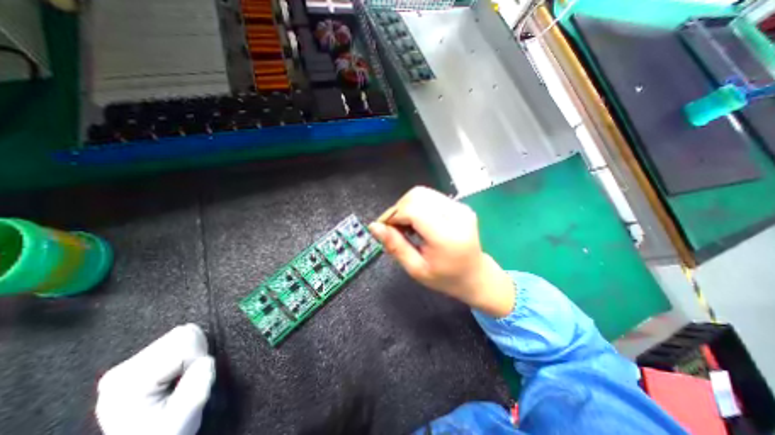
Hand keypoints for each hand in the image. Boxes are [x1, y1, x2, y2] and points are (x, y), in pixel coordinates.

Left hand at [98, 323, 216, 434]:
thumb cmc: (167, 432)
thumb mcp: (185, 417)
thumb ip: (197, 387)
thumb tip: (205, 360)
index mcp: (128, 382)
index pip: (185, 343)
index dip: (197, 361)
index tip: (188, 385)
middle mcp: (122, 369)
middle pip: (183, 334)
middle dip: (195, 353)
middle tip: (186, 379)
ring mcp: (129, 364)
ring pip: (184, 333)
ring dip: (193, 352)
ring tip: (182, 377)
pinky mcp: (140, 360)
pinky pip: (179, 338)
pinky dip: (188, 351)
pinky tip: (177, 373)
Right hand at [369, 186, 512, 315]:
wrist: (475, 275)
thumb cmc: (445, 278)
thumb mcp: (416, 269)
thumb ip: (395, 246)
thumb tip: (374, 226)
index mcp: (447, 236)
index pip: (413, 210)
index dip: (393, 215)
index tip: (383, 228)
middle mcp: (456, 215)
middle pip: (417, 196)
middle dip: (398, 209)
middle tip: (394, 228)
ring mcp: (460, 207)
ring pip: (422, 193)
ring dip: (406, 206)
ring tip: (405, 225)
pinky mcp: (460, 205)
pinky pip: (430, 197)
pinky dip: (417, 205)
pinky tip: (417, 221)